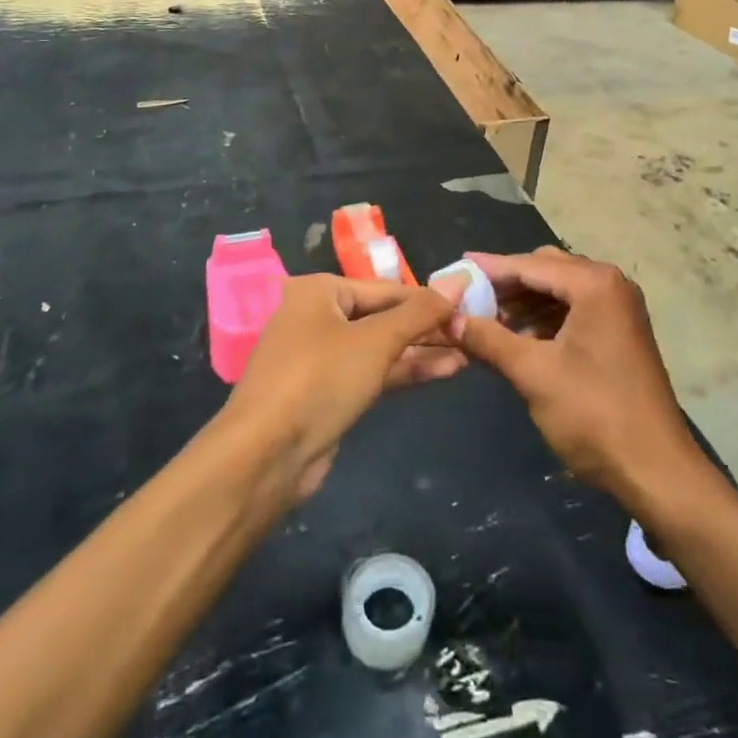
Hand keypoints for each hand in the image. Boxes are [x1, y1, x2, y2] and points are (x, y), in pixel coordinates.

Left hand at [223, 274, 467, 502]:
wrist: (265, 457)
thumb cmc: (319, 379)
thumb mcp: (376, 340)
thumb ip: (420, 312)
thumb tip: (460, 280)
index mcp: (319, 291)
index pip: (387, 289)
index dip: (428, 299)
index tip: (469, 305)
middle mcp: (318, 317)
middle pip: (384, 317)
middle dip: (427, 327)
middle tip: (472, 332)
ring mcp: (321, 357)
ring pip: (380, 347)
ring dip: (421, 351)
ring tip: (468, 353)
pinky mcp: (327, 392)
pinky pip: (373, 372)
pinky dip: (404, 371)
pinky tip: (444, 371)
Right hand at [452, 248, 703, 511]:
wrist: (656, 469)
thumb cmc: (593, 415)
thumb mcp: (533, 374)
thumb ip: (489, 340)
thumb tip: (449, 319)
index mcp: (594, 284)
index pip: (530, 265)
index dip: (490, 269)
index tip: (455, 270)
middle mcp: (611, 284)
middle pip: (547, 270)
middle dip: (507, 285)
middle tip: (469, 299)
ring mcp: (619, 308)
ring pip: (560, 290)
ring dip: (525, 303)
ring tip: (487, 322)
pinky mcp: (620, 331)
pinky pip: (574, 310)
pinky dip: (545, 318)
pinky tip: (520, 338)